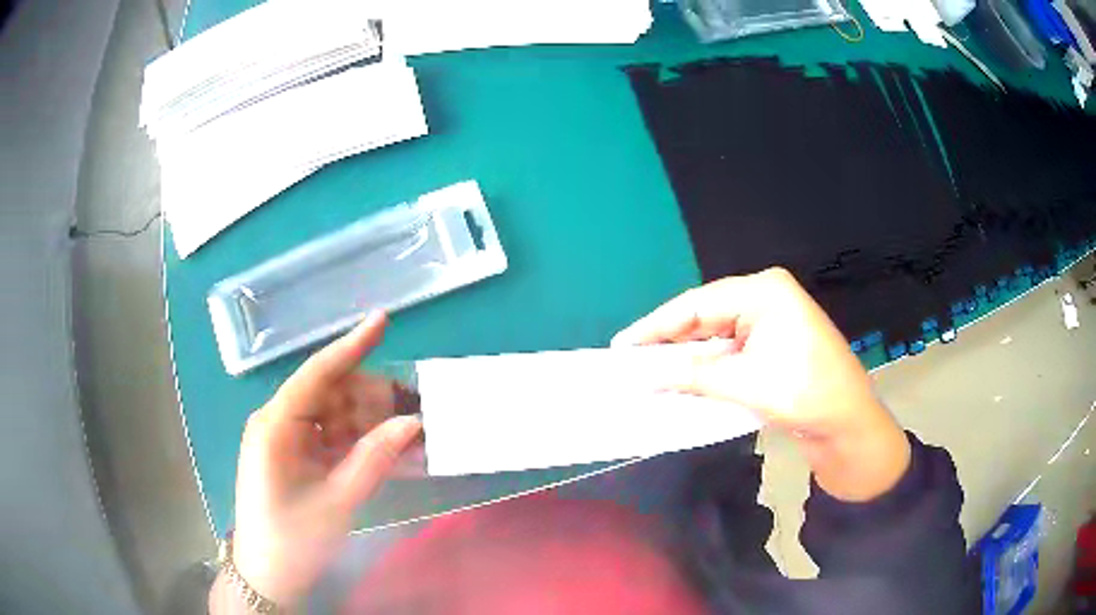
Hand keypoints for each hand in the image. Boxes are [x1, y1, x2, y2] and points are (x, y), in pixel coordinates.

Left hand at [227, 313, 421, 608]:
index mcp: (275, 425)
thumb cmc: (293, 540)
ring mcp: (285, 439)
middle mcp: (277, 422)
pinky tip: (385, 449)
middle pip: (329, 393)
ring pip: (332, 415)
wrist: (268, 576)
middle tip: (415, 408)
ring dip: (368, 422)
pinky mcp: (293, 456)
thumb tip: (413, 421)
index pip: (317, 374)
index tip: (382, 320)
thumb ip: (374, 459)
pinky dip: (357, 441)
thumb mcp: (336, 502)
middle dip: (371, 397)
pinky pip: (329, 437)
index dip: (351, 346)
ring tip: (408, 433)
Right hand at [613, 268, 909, 501]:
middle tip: (630, 360)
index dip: (656, 325)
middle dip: (670, 341)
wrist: (849, 425)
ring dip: (688, 356)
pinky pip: (731, 350)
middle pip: (706, 316)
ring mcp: (772, 321)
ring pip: (717, 335)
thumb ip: (692, 376)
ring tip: (649, 371)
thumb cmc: (805, 395)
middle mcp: (766, 298)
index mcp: (764, 292)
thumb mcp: (745, 384)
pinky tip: (685, 378)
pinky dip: (708, 366)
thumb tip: (644, 378)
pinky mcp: (774, 345)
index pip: (697, 304)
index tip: (622, 345)